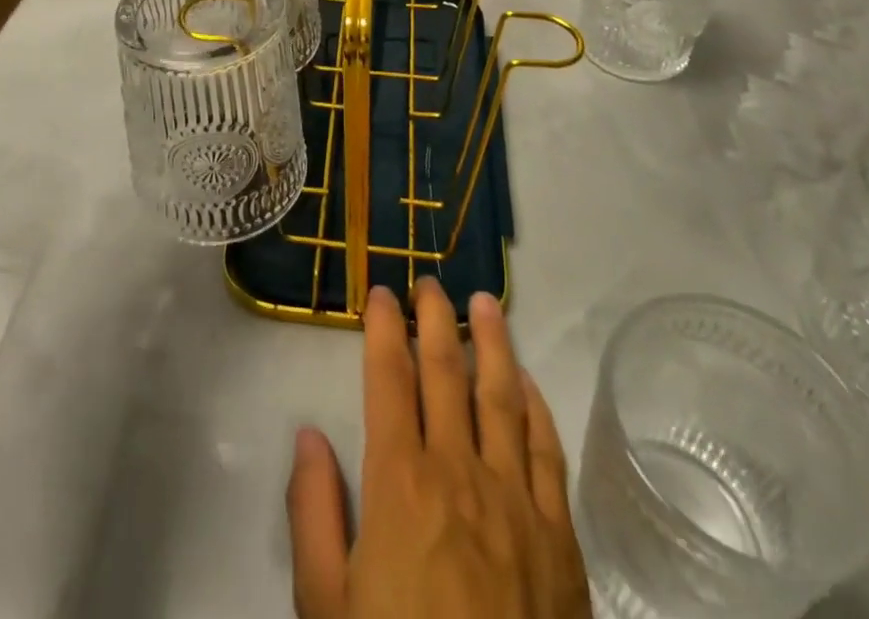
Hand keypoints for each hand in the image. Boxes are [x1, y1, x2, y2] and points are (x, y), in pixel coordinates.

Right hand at [288, 281, 591, 618]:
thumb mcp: (324, 605)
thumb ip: (312, 512)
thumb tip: (308, 432)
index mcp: (399, 483)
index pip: (389, 378)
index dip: (383, 328)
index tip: (381, 293)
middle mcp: (459, 472)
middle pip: (446, 371)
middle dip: (435, 318)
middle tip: (429, 282)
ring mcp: (516, 502)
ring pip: (502, 396)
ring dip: (492, 342)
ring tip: (485, 302)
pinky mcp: (560, 539)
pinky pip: (549, 452)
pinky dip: (536, 406)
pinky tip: (525, 382)